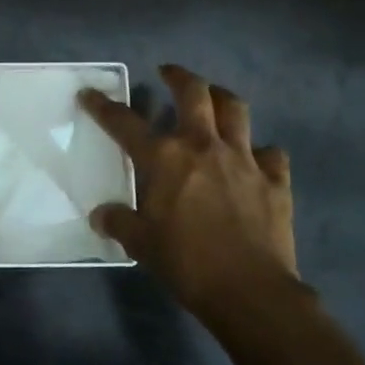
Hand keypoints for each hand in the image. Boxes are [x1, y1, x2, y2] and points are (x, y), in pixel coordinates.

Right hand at [80, 64, 296, 323]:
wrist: (250, 291)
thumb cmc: (186, 263)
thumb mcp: (141, 244)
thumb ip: (119, 223)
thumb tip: (101, 216)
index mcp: (164, 158)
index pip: (124, 123)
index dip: (104, 106)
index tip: (90, 93)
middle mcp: (203, 146)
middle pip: (194, 93)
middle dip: (179, 76)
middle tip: (169, 73)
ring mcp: (243, 159)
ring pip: (236, 110)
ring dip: (222, 98)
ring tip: (214, 99)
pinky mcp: (275, 179)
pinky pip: (271, 154)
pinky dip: (262, 152)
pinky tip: (257, 160)